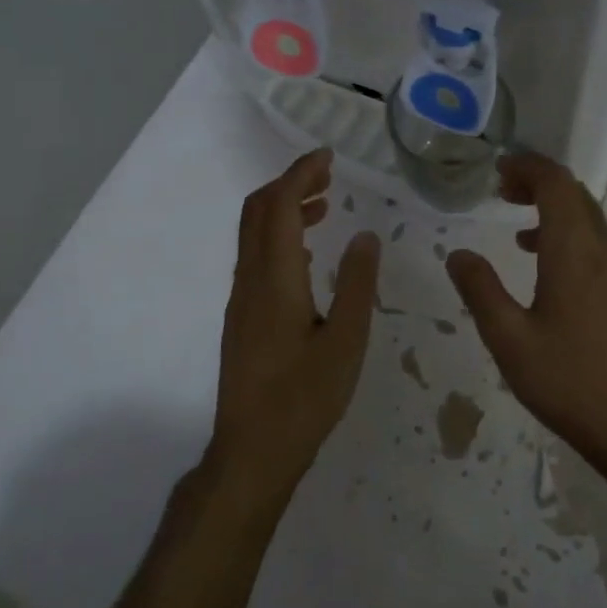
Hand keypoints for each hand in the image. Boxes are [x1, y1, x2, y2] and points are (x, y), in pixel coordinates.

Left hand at [210, 149, 381, 497]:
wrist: (252, 451)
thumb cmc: (304, 398)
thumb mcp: (346, 342)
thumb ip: (356, 284)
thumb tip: (365, 236)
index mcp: (275, 280)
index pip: (280, 206)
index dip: (300, 173)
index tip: (328, 156)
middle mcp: (250, 280)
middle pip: (257, 211)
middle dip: (290, 183)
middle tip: (329, 174)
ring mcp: (241, 300)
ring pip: (254, 234)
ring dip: (284, 209)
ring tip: (325, 206)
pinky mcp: (241, 318)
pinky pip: (256, 258)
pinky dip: (279, 237)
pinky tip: (307, 255)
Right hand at [444, 152, 606, 467]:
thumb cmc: (570, 382)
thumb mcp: (509, 340)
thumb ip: (481, 291)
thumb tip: (458, 253)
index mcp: (575, 251)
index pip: (556, 183)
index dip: (527, 167)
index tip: (499, 172)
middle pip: (576, 196)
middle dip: (539, 185)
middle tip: (503, 194)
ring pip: (592, 223)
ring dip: (556, 214)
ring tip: (520, 235)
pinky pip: (603, 249)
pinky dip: (574, 241)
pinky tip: (554, 277)